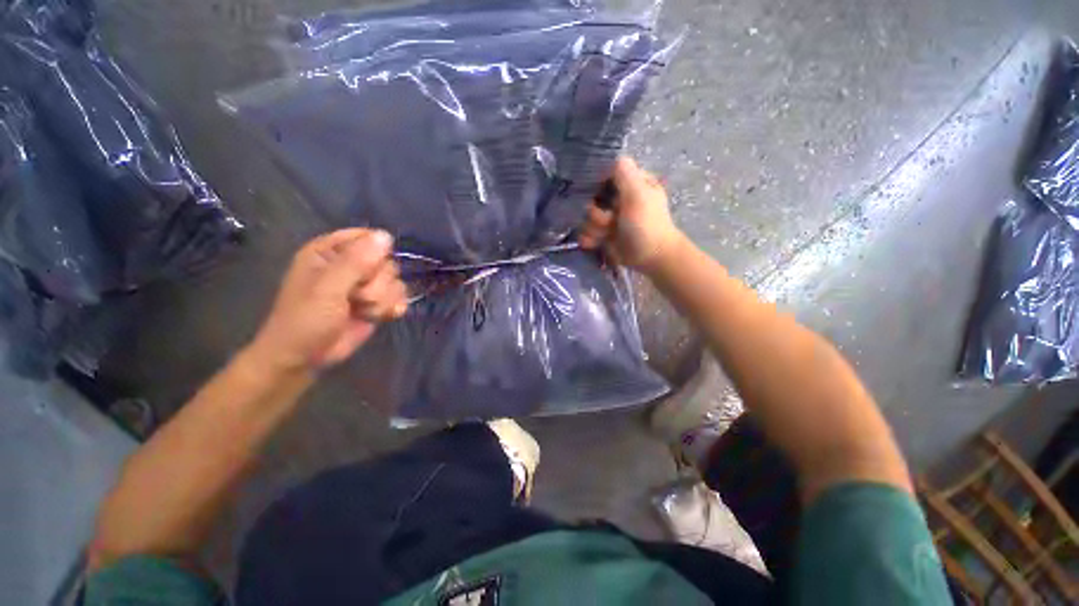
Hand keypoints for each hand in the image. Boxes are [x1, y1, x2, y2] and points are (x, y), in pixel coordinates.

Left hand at [247, 229, 407, 374]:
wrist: (306, 358)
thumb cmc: (305, 320)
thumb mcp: (327, 288)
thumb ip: (356, 262)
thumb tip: (386, 236)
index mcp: (330, 252)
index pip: (367, 237)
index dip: (374, 254)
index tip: (366, 272)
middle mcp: (350, 265)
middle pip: (386, 262)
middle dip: (377, 284)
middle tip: (357, 298)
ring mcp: (365, 285)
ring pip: (395, 281)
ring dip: (383, 299)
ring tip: (364, 311)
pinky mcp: (377, 303)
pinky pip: (399, 296)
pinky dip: (393, 307)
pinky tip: (383, 316)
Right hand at [578, 157, 685, 275]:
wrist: (651, 257)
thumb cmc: (647, 224)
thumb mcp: (638, 195)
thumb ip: (625, 174)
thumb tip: (613, 157)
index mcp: (631, 184)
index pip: (605, 174)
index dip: (597, 184)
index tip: (597, 195)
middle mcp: (619, 198)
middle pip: (591, 198)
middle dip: (596, 212)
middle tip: (609, 221)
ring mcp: (611, 217)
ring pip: (587, 217)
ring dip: (593, 228)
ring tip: (605, 235)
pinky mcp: (604, 234)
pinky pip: (587, 231)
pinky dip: (589, 238)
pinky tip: (594, 243)